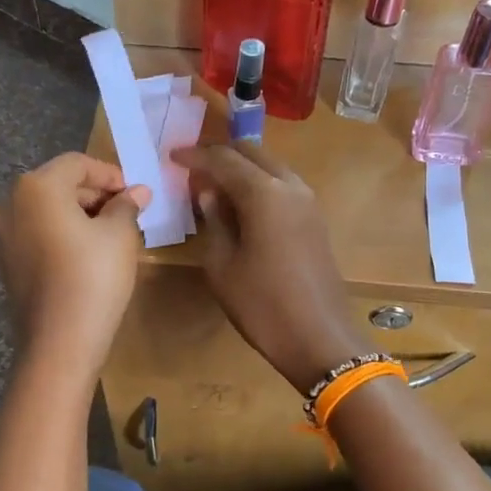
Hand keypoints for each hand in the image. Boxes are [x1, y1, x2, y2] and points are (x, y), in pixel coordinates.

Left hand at [0, 154, 150, 372]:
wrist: (59, 341)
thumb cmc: (93, 277)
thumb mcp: (119, 236)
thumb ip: (126, 206)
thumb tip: (138, 192)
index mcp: (37, 187)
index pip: (77, 164)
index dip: (110, 174)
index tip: (135, 193)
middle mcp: (12, 204)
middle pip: (58, 184)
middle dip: (94, 194)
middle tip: (127, 213)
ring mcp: (4, 236)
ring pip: (46, 211)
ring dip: (79, 215)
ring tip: (111, 234)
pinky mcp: (7, 263)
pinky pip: (37, 235)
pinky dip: (62, 235)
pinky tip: (86, 255)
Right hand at [171, 143, 365, 392]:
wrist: (319, 338)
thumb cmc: (262, 305)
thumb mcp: (222, 265)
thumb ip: (214, 221)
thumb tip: (208, 193)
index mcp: (264, 193)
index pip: (224, 159)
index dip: (195, 155)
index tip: (171, 156)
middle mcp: (290, 187)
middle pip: (252, 153)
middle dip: (221, 154)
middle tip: (193, 167)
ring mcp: (308, 202)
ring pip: (270, 167)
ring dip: (242, 169)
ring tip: (213, 185)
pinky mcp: (315, 220)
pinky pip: (282, 187)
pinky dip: (259, 185)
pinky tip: (240, 205)